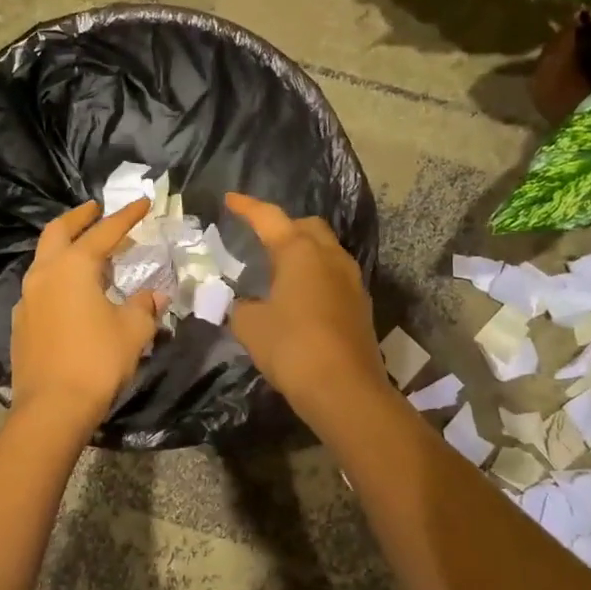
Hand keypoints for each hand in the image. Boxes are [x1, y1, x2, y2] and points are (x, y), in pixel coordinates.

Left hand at [11, 199, 163, 427]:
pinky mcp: (21, 322)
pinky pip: (39, 287)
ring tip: (87, 252)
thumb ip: (144, 306)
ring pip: (44, 258)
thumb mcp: (133, 331)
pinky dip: (56, 277)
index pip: (104, 232)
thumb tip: (154, 295)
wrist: (53, 407)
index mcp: (74, 267)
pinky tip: (71, 292)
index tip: (142, 202)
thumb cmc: (97, 361)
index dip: (126, 216)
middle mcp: (45, 274)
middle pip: (58, 232)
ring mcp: (28, 298)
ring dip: (65, 247)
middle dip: (79, 217)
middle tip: (96, 210)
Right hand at [224, 192, 387, 415]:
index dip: (247, 207)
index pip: (269, 218)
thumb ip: (242, 308)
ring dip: (303, 250)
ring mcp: (350, 280)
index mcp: (300, 252)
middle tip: (260, 237)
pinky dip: (314, 274)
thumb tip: (247, 306)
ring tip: (279, 266)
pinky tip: (299, 295)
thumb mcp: (250, 326)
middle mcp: (330, 257)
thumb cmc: (292, 347)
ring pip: (325, 250)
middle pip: (307, 226)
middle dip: (283, 225)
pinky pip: (333, 275)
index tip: (230, 199)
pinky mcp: (360, 305)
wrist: (344, 389)